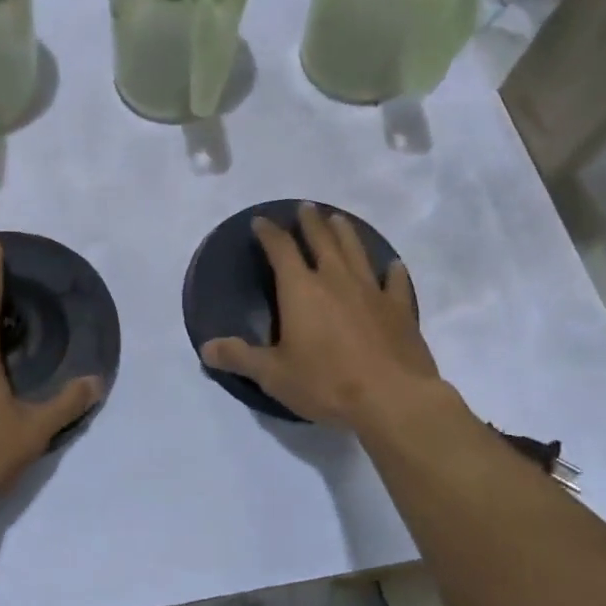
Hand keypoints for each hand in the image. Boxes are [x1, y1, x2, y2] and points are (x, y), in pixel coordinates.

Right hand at [200, 202, 440, 428]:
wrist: (393, 399)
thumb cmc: (326, 383)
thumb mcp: (273, 375)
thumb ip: (240, 357)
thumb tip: (206, 348)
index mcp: (301, 289)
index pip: (280, 249)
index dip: (269, 233)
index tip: (260, 220)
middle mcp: (335, 280)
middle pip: (321, 240)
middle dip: (310, 222)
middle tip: (306, 207)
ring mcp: (371, 291)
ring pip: (356, 252)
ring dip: (345, 233)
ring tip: (339, 219)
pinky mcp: (400, 310)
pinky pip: (396, 283)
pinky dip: (393, 271)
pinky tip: (394, 265)